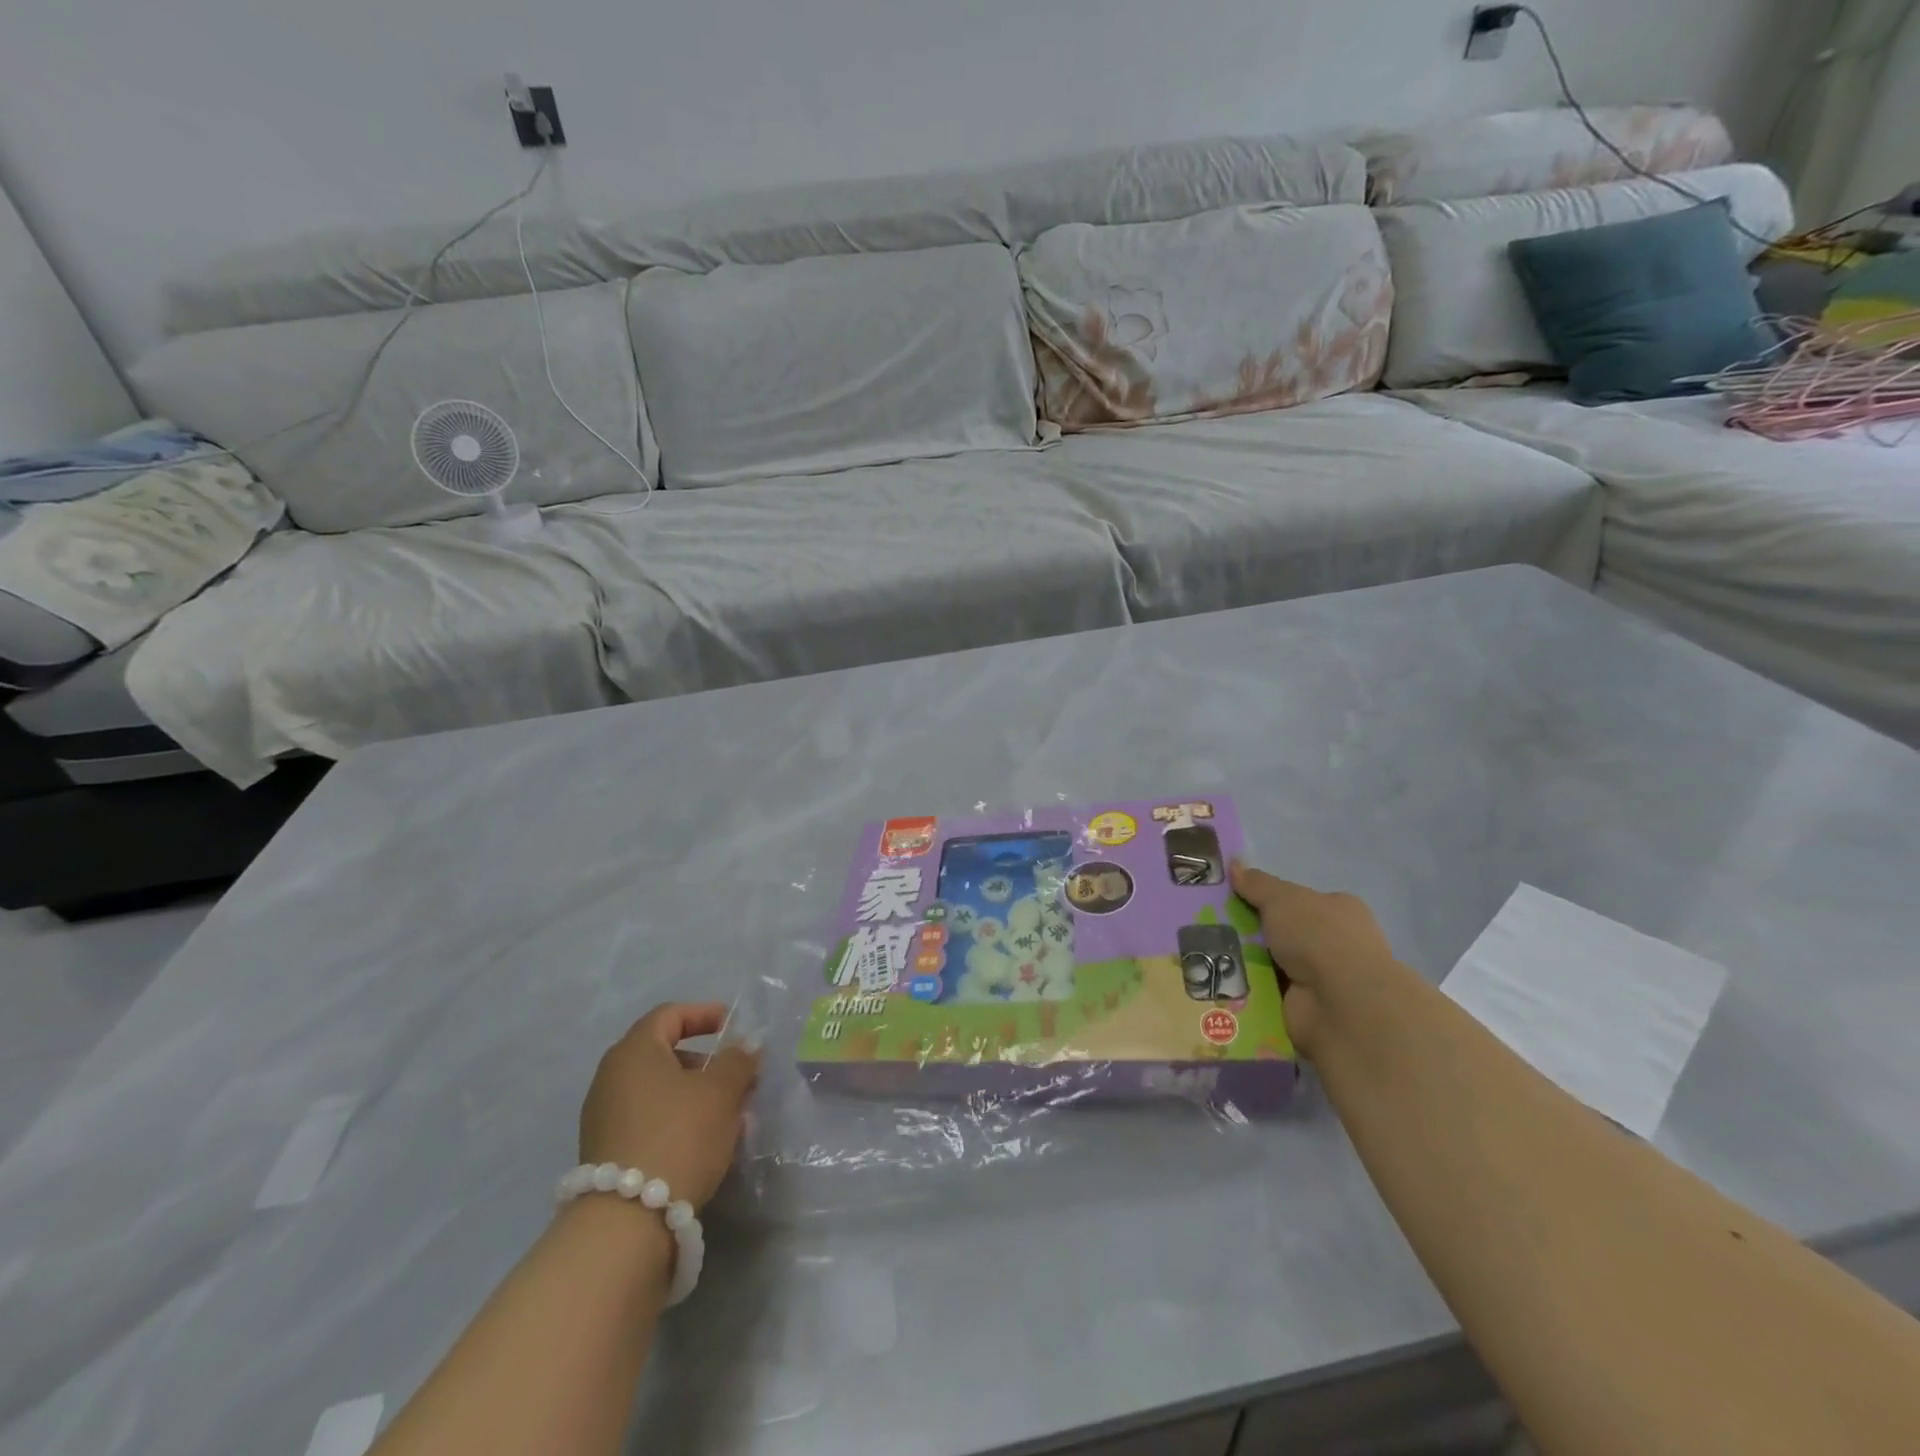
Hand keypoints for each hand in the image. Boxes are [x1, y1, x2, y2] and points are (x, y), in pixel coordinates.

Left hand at [579, 1003, 760, 1210]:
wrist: (626, 1223)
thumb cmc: (678, 1136)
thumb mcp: (721, 1092)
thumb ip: (738, 1061)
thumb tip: (747, 1044)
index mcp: (634, 1051)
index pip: (670, 1015)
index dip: (705, 1014)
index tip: (734, 1027)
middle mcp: (611, 1077)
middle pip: (663, 1053)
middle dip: (705, 1060)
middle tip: (736, 1076)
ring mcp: (603, 1117)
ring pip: (658, 1089)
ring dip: (694, 1093)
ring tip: (727, 1113)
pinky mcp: (606, 1152)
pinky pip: (648, 1118)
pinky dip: (676, 1118)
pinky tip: (703, 1140)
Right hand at [1230, 863, 1403, 1057]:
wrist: (1341, 1003)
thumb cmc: (1318, 937)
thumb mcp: (1282, 898)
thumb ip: (1257, 883)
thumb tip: (1234, 864)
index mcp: (1339, 911)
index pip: (1301, 901)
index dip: (1269, 899)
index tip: (1234, 900)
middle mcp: (1336, 944)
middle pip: (1282, 932)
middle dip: (1251, 932)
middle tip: (1212, 927)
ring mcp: (1324, 979)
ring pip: (1271, 963)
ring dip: (1245, 962)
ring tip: (1207, 954)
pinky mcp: (1307, 1008)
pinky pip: (1268, 992)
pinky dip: (1248, 988)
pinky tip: (1220, 981)